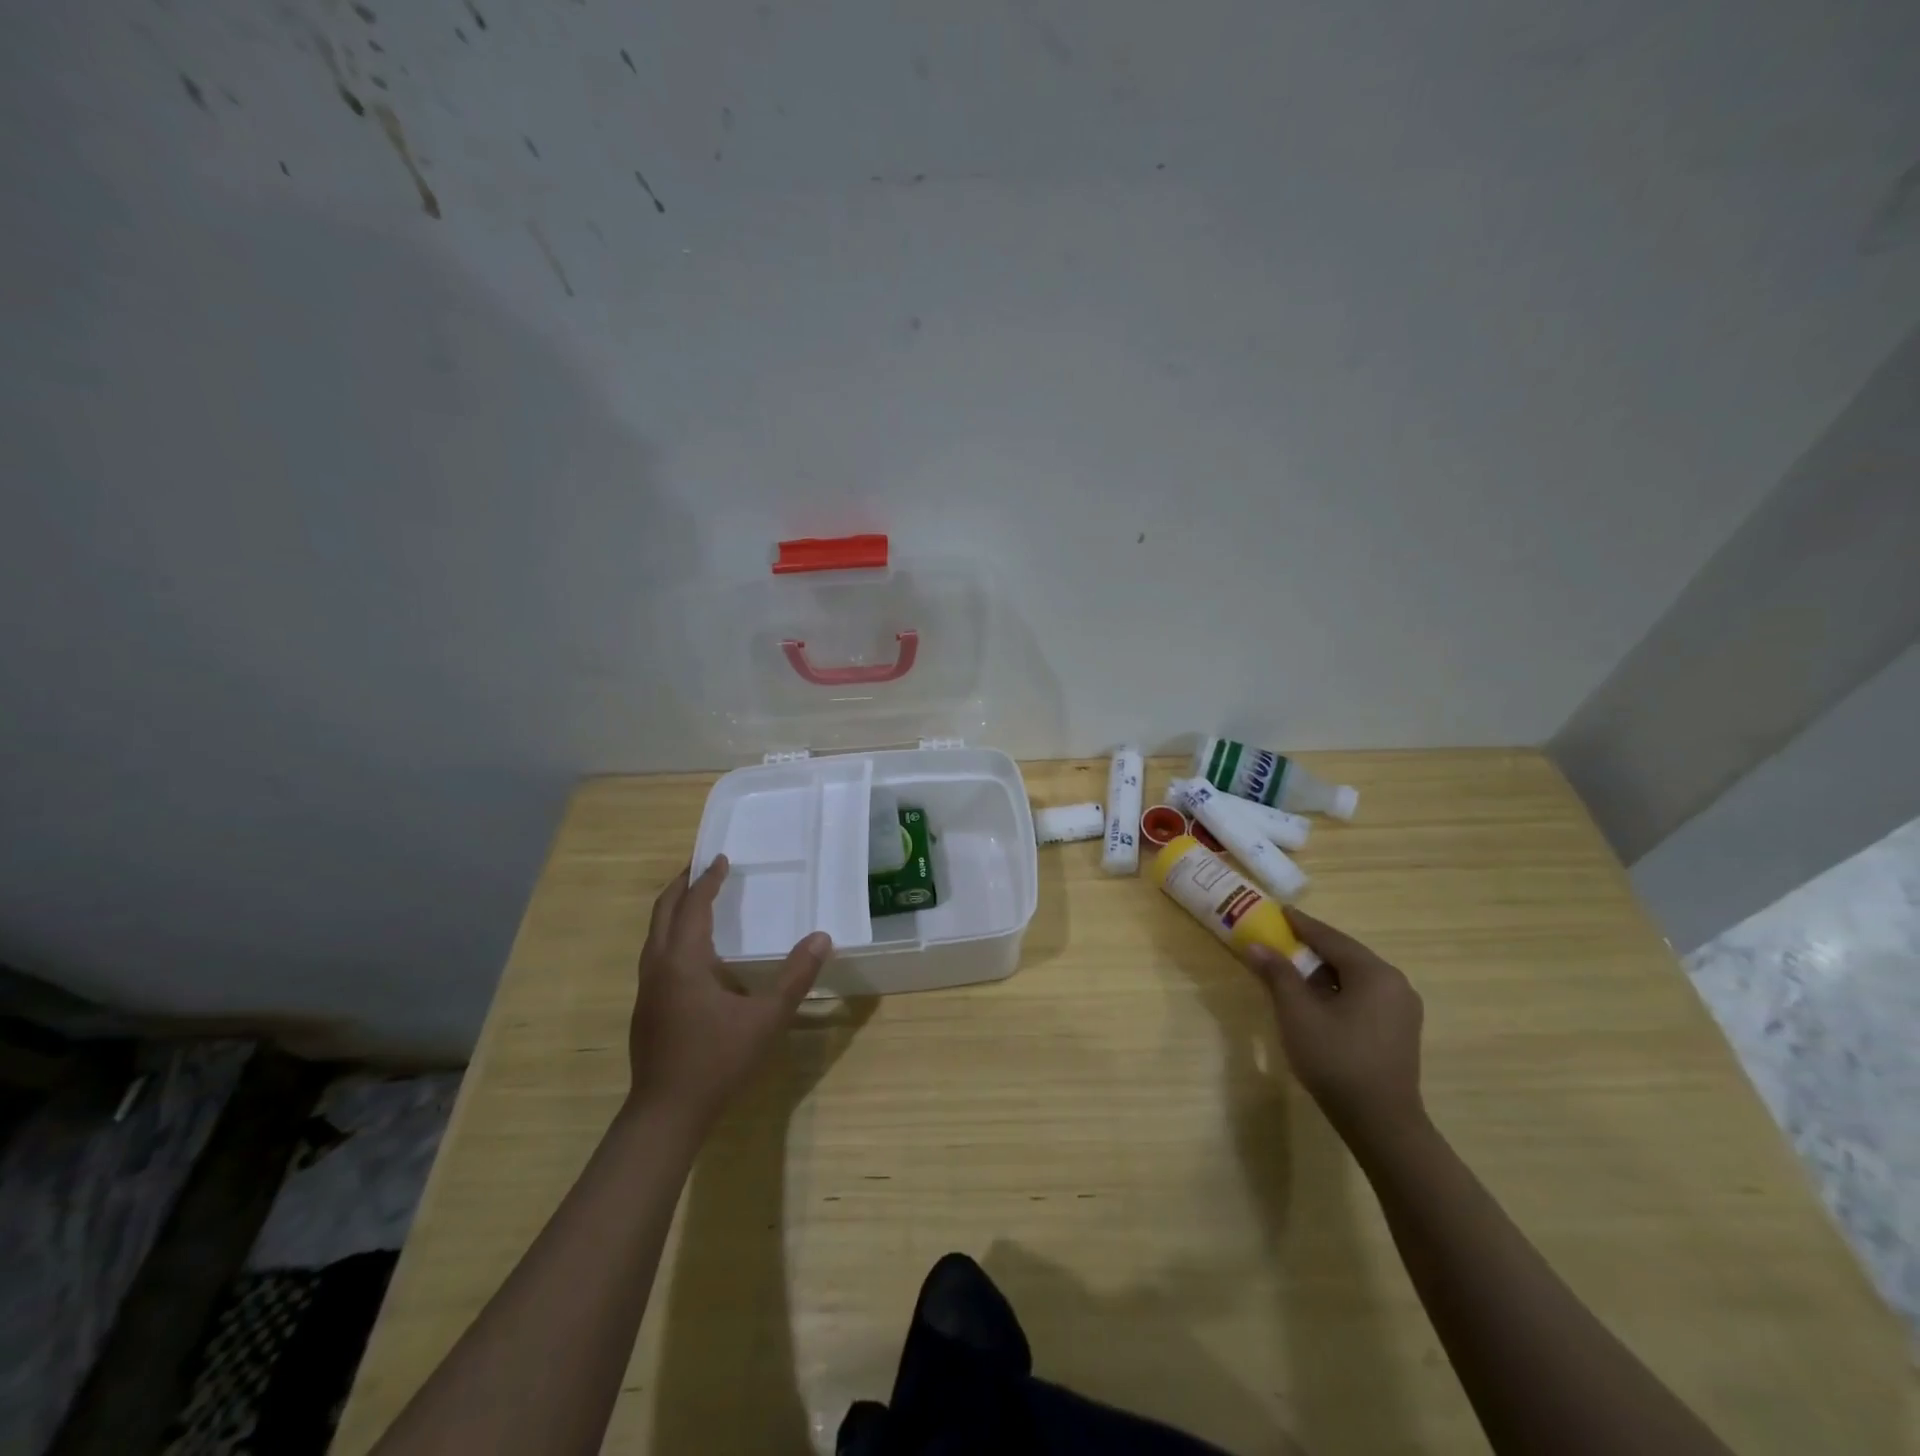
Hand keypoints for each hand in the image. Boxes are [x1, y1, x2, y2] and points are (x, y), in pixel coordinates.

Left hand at [626, 855, 831, 1129]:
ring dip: (674, 909)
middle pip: (664, 912)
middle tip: (702, 867)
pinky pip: (656, 953)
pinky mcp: (646, 1007)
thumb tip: (822, 938)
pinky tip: (692, 950)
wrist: (666, 1113)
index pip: (693, 907)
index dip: (707, 880)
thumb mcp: (766, 1018)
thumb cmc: (717, 1061)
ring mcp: (647, 988)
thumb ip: (796, 977)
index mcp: (684, 961)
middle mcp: (659, 966)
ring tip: (696, 899)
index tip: (721, 858)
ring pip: (654, 934)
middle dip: (682, 886)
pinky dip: (672, 934)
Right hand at [1247, 908, 1425, 1146]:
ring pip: (1355, 976)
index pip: (1330, 937)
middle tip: (1280, 939)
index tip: (1277, 911)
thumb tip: (1256, 945)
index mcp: (1374, 973)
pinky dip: (1337, 988)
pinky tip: (1317, 999)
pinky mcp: (1399, 1030)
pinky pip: (1364, 994)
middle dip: (1311, 946)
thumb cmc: (1335, 1059)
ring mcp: (1401, 1008)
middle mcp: (1394, 983)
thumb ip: (1277, 974)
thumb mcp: (1297, 1013)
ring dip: (1323, 969)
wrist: (1380, 1122)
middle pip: (1345, 954)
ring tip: (1292, 968)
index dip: (1300, 924)